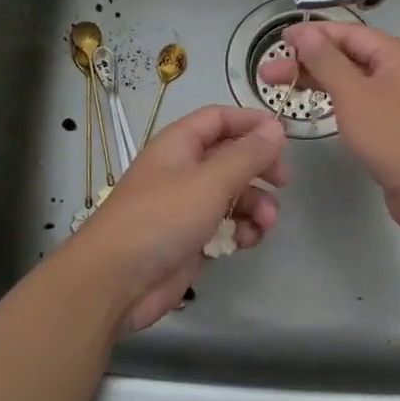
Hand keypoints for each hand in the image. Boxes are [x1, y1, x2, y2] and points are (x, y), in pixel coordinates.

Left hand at [80, 105, 286, 331]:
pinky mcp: (191, 239)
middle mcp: (183, 170)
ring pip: (233, 195)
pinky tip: (247, 241)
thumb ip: (247, 155)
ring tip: (267, 222)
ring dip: (255, 204)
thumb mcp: (210, 181)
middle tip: (283, 181)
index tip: (284, 136)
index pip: (219, 119)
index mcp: (179, 145)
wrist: (116, 281)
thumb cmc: (161, 219)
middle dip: (259, 168)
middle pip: (230, 157)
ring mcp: (186, 207)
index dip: (251, 122)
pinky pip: (226, 226)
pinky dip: (241, 230)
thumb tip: (276, 128)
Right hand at [257, 23, 399, 234]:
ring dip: (320, 81)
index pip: (349, 34)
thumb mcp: (354, 94)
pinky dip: (338, 100)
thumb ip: (326, 60)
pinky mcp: (398, 126)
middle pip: (350, 56)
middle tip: (268, 74)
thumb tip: (304, 32)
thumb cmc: (393, 136)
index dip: (312, 35)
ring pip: (355, 81)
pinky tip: (317, 107)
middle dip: (309, 62)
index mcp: (399, 55)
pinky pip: (363, 102)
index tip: (279, 41)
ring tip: (283, 88)